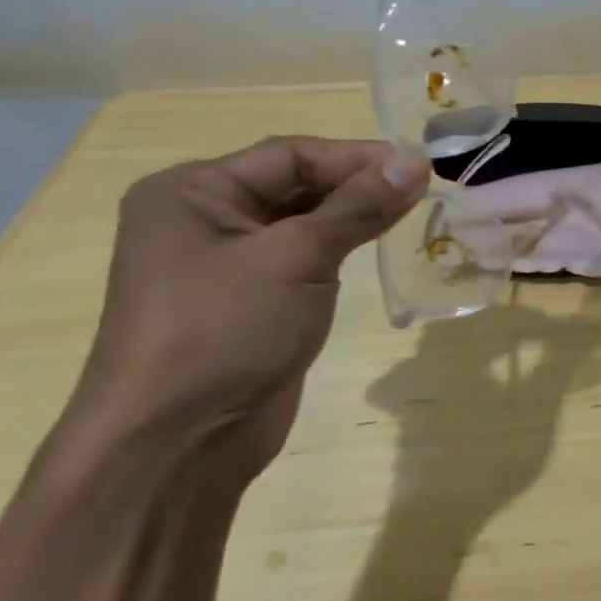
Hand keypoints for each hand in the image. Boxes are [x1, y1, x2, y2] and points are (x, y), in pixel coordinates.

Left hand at [65, 137, 429, 471]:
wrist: (177, 445)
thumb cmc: (224, 332)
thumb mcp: (296, 258)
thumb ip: (358, 207)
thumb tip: (414, 161)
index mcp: (193, 192)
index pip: (289, 155)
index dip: (356, 156)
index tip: (418, 164)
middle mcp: (204, 218)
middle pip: (295, 184)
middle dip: (358, 184)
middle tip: (423, 188)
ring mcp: (226, 263)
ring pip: (303, 221)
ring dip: (354, 215)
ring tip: (413, 210)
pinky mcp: (251, 300)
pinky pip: (302, 257)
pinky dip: (341, 246)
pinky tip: (380, 242)